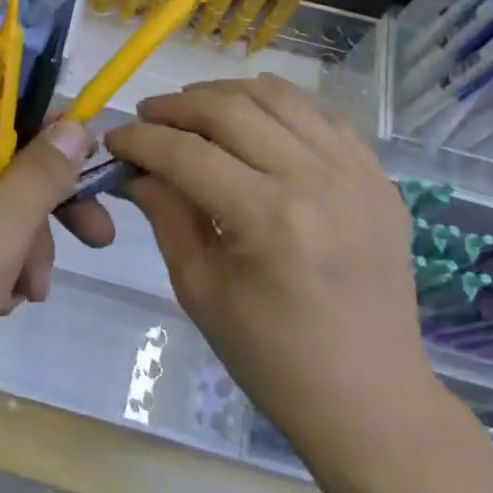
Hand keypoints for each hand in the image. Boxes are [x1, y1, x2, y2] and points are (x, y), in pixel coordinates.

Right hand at [97, 75, 432, 444]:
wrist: (369, 398)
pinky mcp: (379, 177)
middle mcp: (318, 181)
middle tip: (147, 117)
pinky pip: (321, 115)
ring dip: (225, 94)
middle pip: (231, 109)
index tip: (113, 139)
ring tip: (193, 110)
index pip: (187, 154)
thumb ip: (166, 214)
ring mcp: (358, 173)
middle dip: (177, 106)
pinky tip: (251, 122)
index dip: (141, 140)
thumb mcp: (199, 289)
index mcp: (270, 220)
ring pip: (279, 97)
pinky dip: (277, 107)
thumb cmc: (271, 357)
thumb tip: (133, 169)